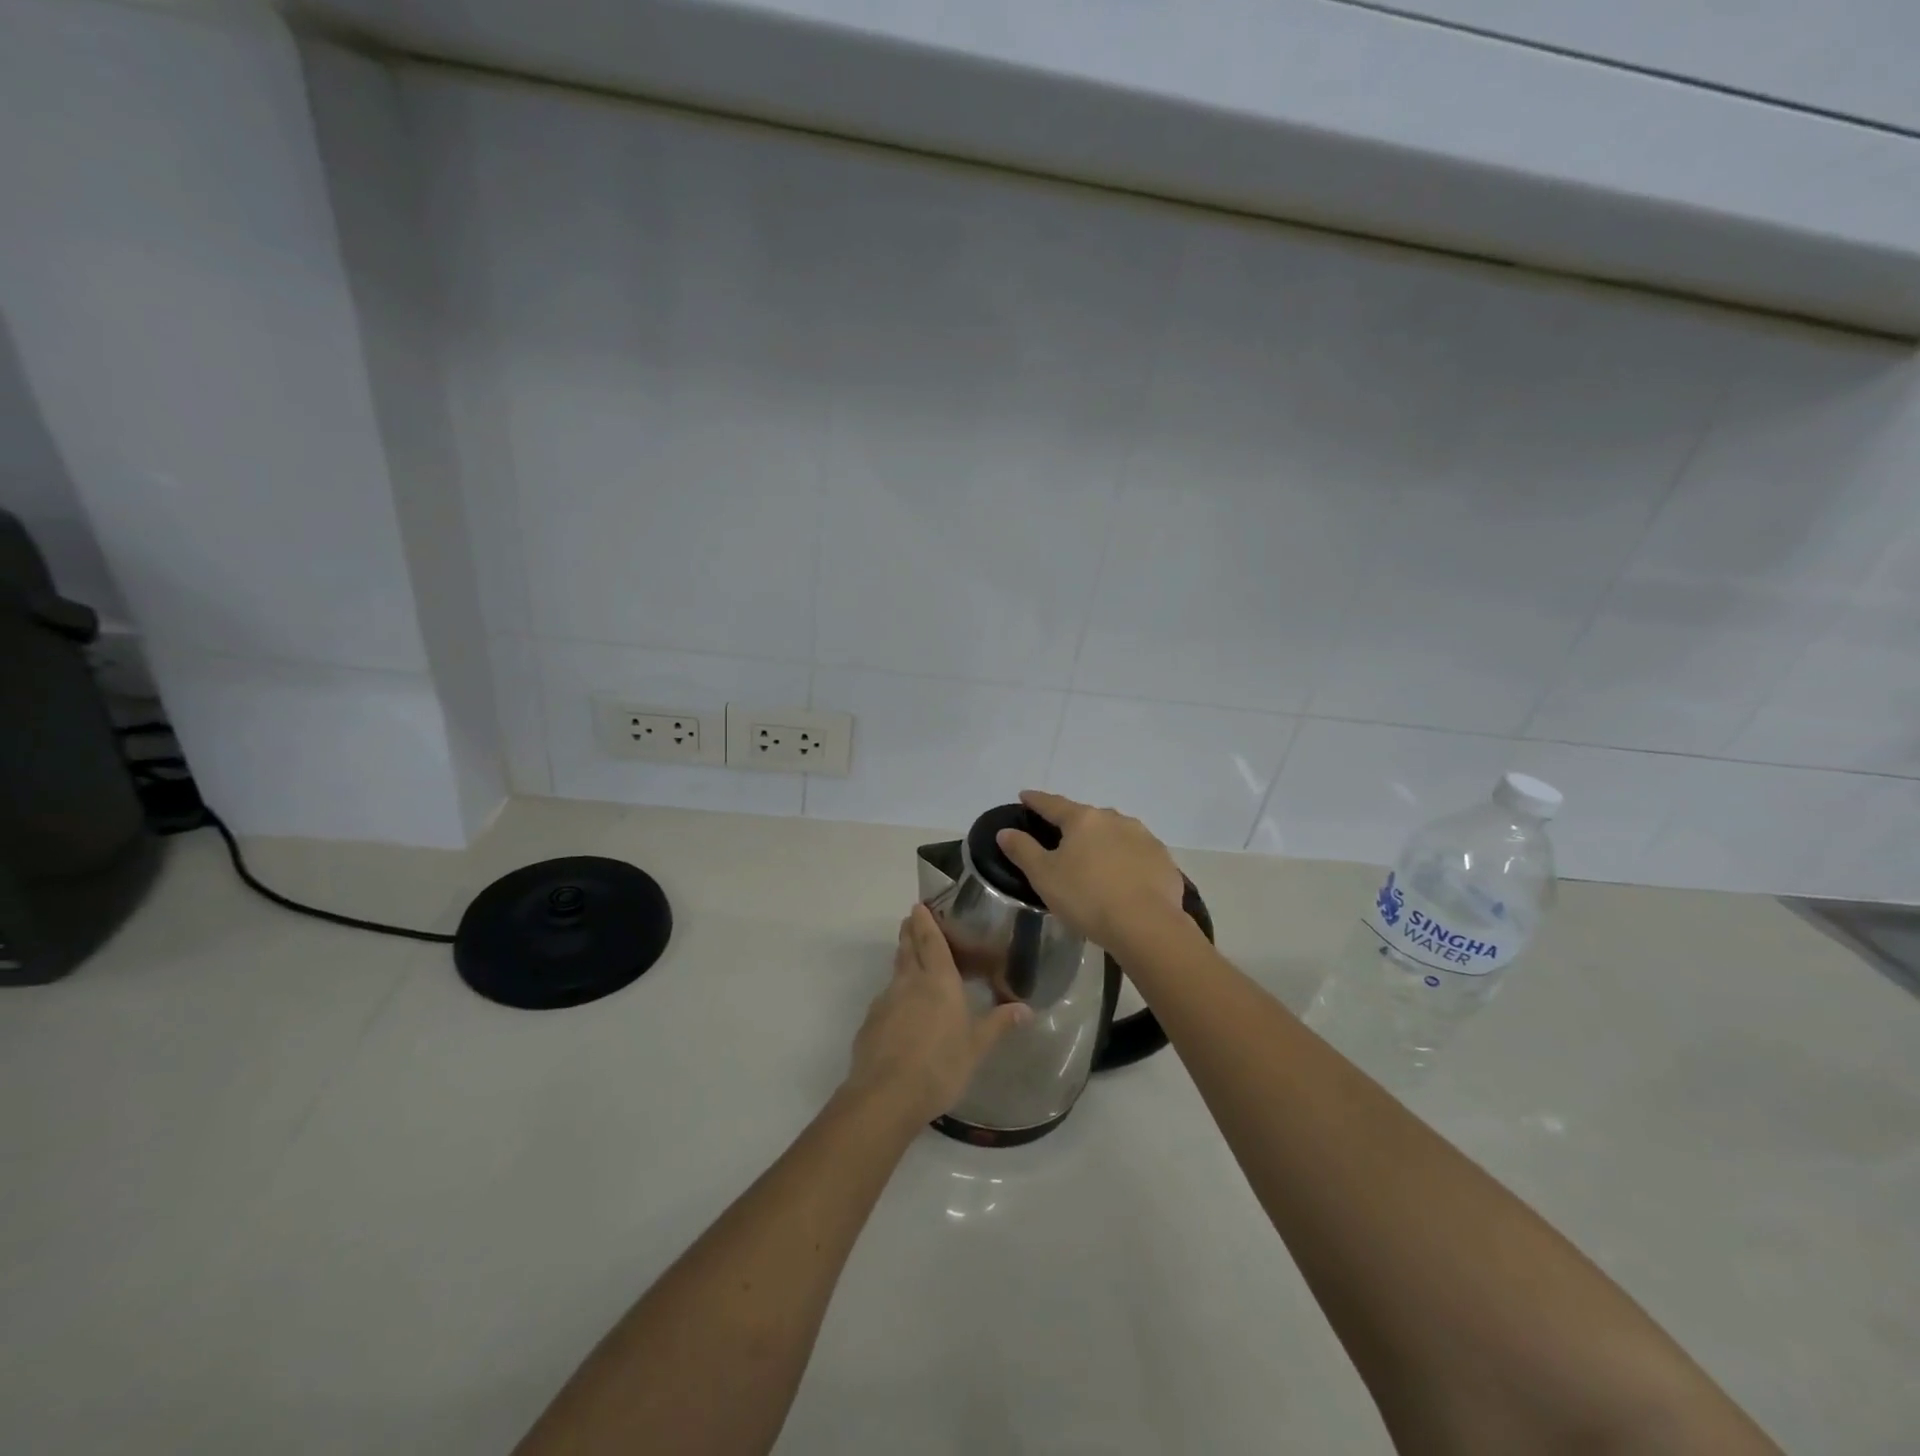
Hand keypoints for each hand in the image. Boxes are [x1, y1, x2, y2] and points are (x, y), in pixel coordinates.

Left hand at [846, 905, 1030, 1124]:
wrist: (885, 1095)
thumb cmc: (940, 1066)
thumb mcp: (976, 1047)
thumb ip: (998, 1024)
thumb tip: (1026, 1009)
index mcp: (938, 981)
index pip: (931, 942)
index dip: (925, 922)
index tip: (919, 906)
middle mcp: (909, 983)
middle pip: (908, 949)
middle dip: (910, 932)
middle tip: (910, 920)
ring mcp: (885, 1001)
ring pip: (895, 972)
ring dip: (902, 960)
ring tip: (908, 959)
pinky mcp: (870, 1023)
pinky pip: (885, 999)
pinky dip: (894, 994)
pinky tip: (900, 1011)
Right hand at [996, 790, 1186, 950]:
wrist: (1146, 925)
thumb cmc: (1087, 897)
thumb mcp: (1044, 876)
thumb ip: (1023, 850)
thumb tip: (1005, 831)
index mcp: (1083, 819)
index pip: (1053, 804)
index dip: (1036, 800)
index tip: (1025, 796)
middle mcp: (1115, 819)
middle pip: (1087, 817)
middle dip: (1074, 825)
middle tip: (1062, 839)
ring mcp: (1144, 837)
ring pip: (1115, 833)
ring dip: (1103, 841)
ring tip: (1094, 861)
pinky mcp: (1163, 860)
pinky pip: (1137, 854)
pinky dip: (1126, 860)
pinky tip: (1123, 879)